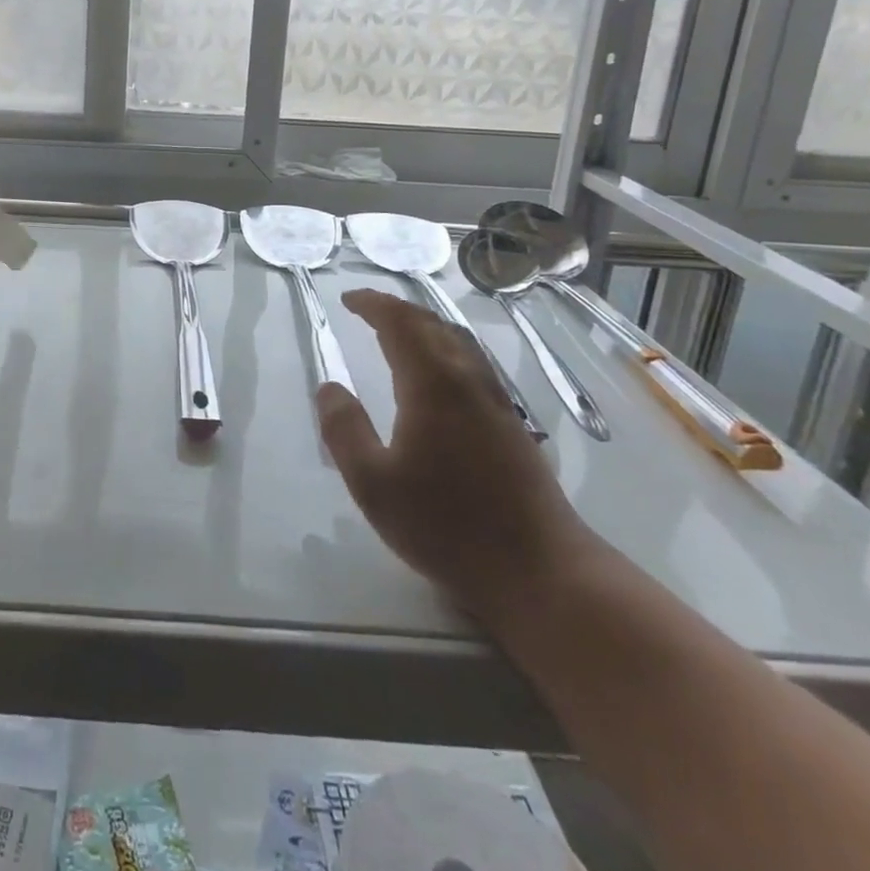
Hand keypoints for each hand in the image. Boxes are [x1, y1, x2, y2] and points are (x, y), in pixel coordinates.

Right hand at [317, 289, 594, 628]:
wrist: (540, 571)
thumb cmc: (447, 526)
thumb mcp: (373, 484)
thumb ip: (344, 430)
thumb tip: (329, 387)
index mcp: (433, 385)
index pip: (401, 324)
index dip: (373, 305)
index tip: (348, 299)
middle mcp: (468, 381)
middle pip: (432, 325)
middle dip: (398, 309)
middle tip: (367, 308)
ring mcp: (496, 401)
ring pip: (459, 342)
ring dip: (424, 325)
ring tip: (398, 330)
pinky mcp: (512, 424)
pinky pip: (473, 363)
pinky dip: (445, 347)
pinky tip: (439, 373)